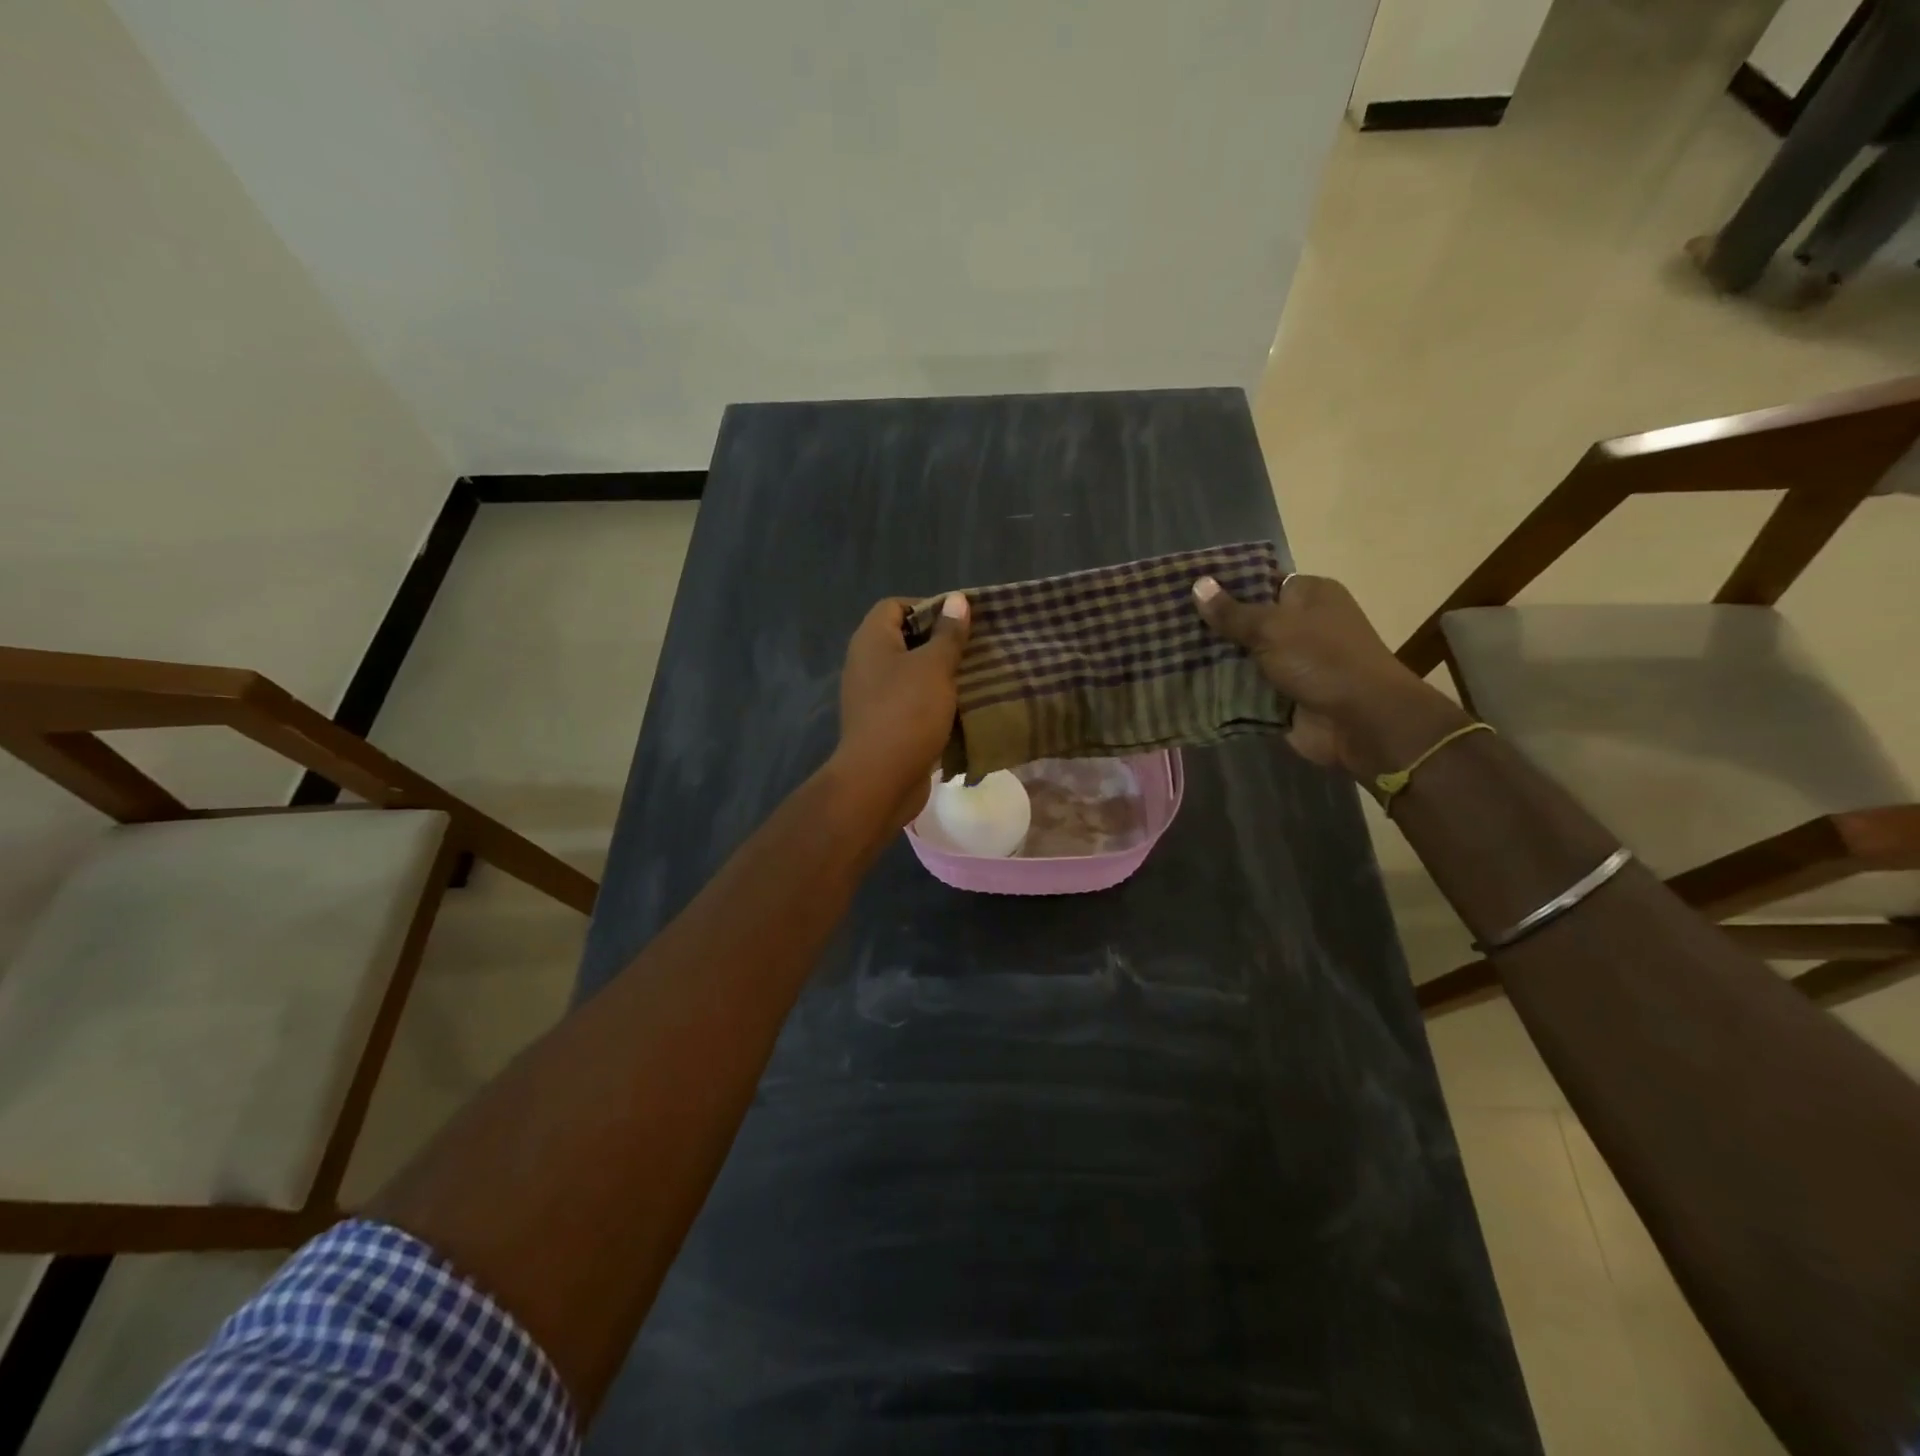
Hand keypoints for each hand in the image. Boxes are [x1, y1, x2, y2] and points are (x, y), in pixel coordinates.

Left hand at [834, 594, 969, 825]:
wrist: (880, 780)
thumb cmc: (907, 713)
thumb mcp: (934, 667)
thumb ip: (948, 634)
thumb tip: (957, 599)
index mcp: (871, 640)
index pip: (895, 605)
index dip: (927, 606)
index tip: (960, 622)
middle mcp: (866, 664)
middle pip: (905, 640)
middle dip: (940, 643)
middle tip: (974, 649)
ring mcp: (872, 697)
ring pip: (911, 674)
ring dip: (940, 675)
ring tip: (974, 678)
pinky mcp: (884, 725)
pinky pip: (912, 703)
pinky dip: (934, 703)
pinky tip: (961, 709)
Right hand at [1192, 573, 1465, 780]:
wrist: (1360, 721)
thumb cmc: (1322, 661)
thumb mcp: (1273, 628)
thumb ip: (1232, 611)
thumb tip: (1197, 583)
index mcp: (1310, 595)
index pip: (1259, 581)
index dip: (1223, 586)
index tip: (1183, 591)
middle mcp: (1302, 625)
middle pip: (1248, 620)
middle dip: (1212, 626)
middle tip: (1165, 623)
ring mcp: (1292, 662)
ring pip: (1242, 656)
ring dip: (1213, 660)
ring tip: (1165, 651)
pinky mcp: (1282, 695)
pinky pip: (1244, 687)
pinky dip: (1222, 688)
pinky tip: (1183, 682)